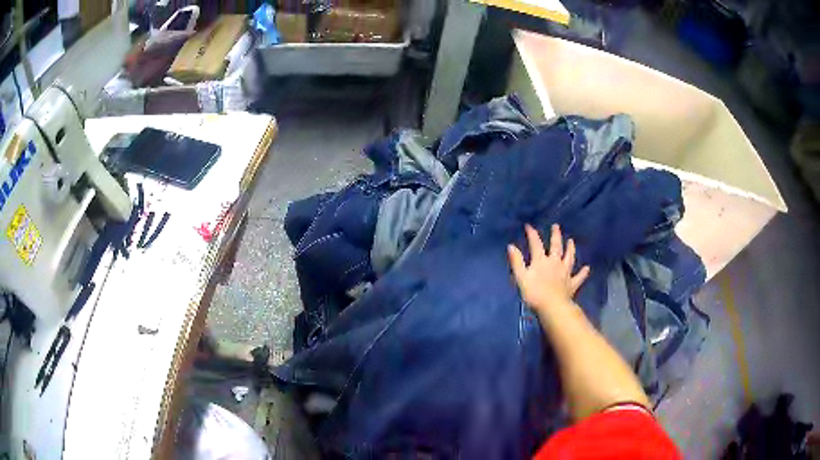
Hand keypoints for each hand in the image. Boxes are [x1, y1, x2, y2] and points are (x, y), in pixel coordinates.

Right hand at [507, 224, 589, 312]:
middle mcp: (555, 263)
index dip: (532, 234)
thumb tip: (511, 246)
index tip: (528, 226)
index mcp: (541, 261)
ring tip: (571, 241)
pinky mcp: (572, 284)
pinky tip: (587, 268)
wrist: (552, 307)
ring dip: (570, 249)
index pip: (536, 244)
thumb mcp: (521, 277)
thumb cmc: (534, 293)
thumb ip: (516, 262)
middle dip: (555, 236)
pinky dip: (583, 273)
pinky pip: (578, 277)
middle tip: (556, 226)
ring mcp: (565, 273)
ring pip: (569, 258)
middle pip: (556, 247)